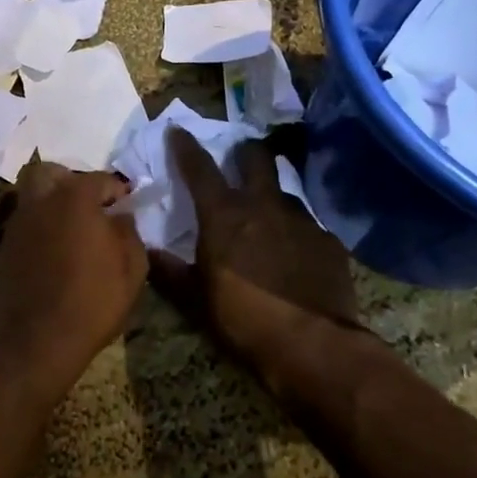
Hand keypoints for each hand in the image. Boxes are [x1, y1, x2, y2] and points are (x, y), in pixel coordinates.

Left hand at [0, 162, 148, 389]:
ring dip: (53, 204)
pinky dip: (40, 227)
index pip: (101, 179)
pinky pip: (25, 223)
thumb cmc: (91, 303)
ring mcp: (17, 223)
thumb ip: (130, 233)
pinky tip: (55, 252)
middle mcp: (41, 201)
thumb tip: (120, 217)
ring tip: (73, 231)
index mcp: (74, 198)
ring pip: (33, 195)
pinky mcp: (3, 247)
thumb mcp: (132, 270)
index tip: (128, 205)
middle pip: (51, 173)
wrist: (33, 344)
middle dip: (72, 182)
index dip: (118, 190)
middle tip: (91, 207)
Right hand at [151, 127, 358, 357]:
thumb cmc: (244, 320)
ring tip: (267, 216)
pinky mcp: (329, 241)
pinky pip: (308, 225)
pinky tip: (296, 252)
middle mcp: (263, 205)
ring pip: (284, 192)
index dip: (186, 146)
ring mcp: (301, 220)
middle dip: (245, 152)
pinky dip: (296, 231)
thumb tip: (147, 251)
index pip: (199, 168)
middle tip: (239, 159)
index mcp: (224, 215)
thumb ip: (170, 272)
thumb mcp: (195, 301)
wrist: (314, 347)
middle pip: (256, 158)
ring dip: (272, 196)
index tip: (179, 130)